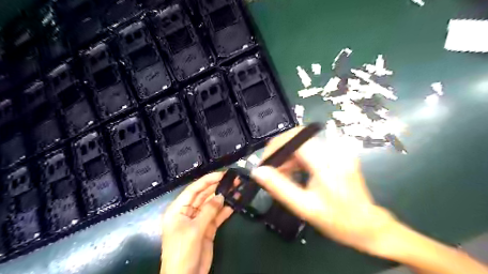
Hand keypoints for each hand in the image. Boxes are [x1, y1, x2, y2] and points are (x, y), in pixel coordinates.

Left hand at [161, 172, 231, 273]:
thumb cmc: (182, 252)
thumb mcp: (194, 230)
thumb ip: (208, 211)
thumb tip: (221, 196)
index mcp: (178, 209)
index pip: (194, 189)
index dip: (207, 180)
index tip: (222, 174)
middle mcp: (188, 212)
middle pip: (204, 195)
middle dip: (218, 187)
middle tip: (233, 179)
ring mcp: (199, 220)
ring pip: (212, 204)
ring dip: (223, 197)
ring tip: (237, 188)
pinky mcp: (207, 229)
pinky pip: (217, 216)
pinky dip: (225, 210)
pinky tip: (235, 203)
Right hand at [251, 124, 395, 256]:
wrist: (367, 225)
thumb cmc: (336, 220)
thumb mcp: (304, 207)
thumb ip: (279, 187)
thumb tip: (257, 171)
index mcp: (327, 163)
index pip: (295, 138)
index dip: (275, 146)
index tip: (264, 163)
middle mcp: (334, 150)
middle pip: (298, 137)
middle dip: (280, 151)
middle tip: (271, 171)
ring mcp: (338, 150)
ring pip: (302, 142)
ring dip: (288, 156)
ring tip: (282, 175)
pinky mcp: (338, 153)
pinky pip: (310, 148)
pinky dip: (297, 158)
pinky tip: (294, 172)